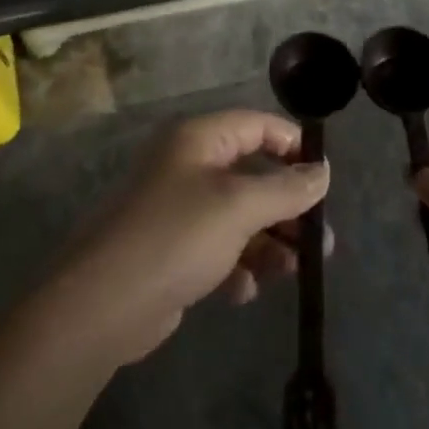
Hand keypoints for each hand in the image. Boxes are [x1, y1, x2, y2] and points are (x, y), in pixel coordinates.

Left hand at [49, 111, 330, 364]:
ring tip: (292, 272)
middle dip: (287, 208)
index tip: (325, 177)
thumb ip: (286, 189)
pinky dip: (237, 266)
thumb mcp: (239, 207)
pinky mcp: (173, 251)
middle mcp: (188, 166)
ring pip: (239, 218)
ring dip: (268, 243)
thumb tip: (323, 171)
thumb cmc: (176, 236)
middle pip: (252, 176)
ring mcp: (178, 209)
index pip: (256, 125)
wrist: (103, 303)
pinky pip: (219, 249)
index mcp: (198, 140)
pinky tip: (241, 291)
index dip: (293, 145)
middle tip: (321, 242)